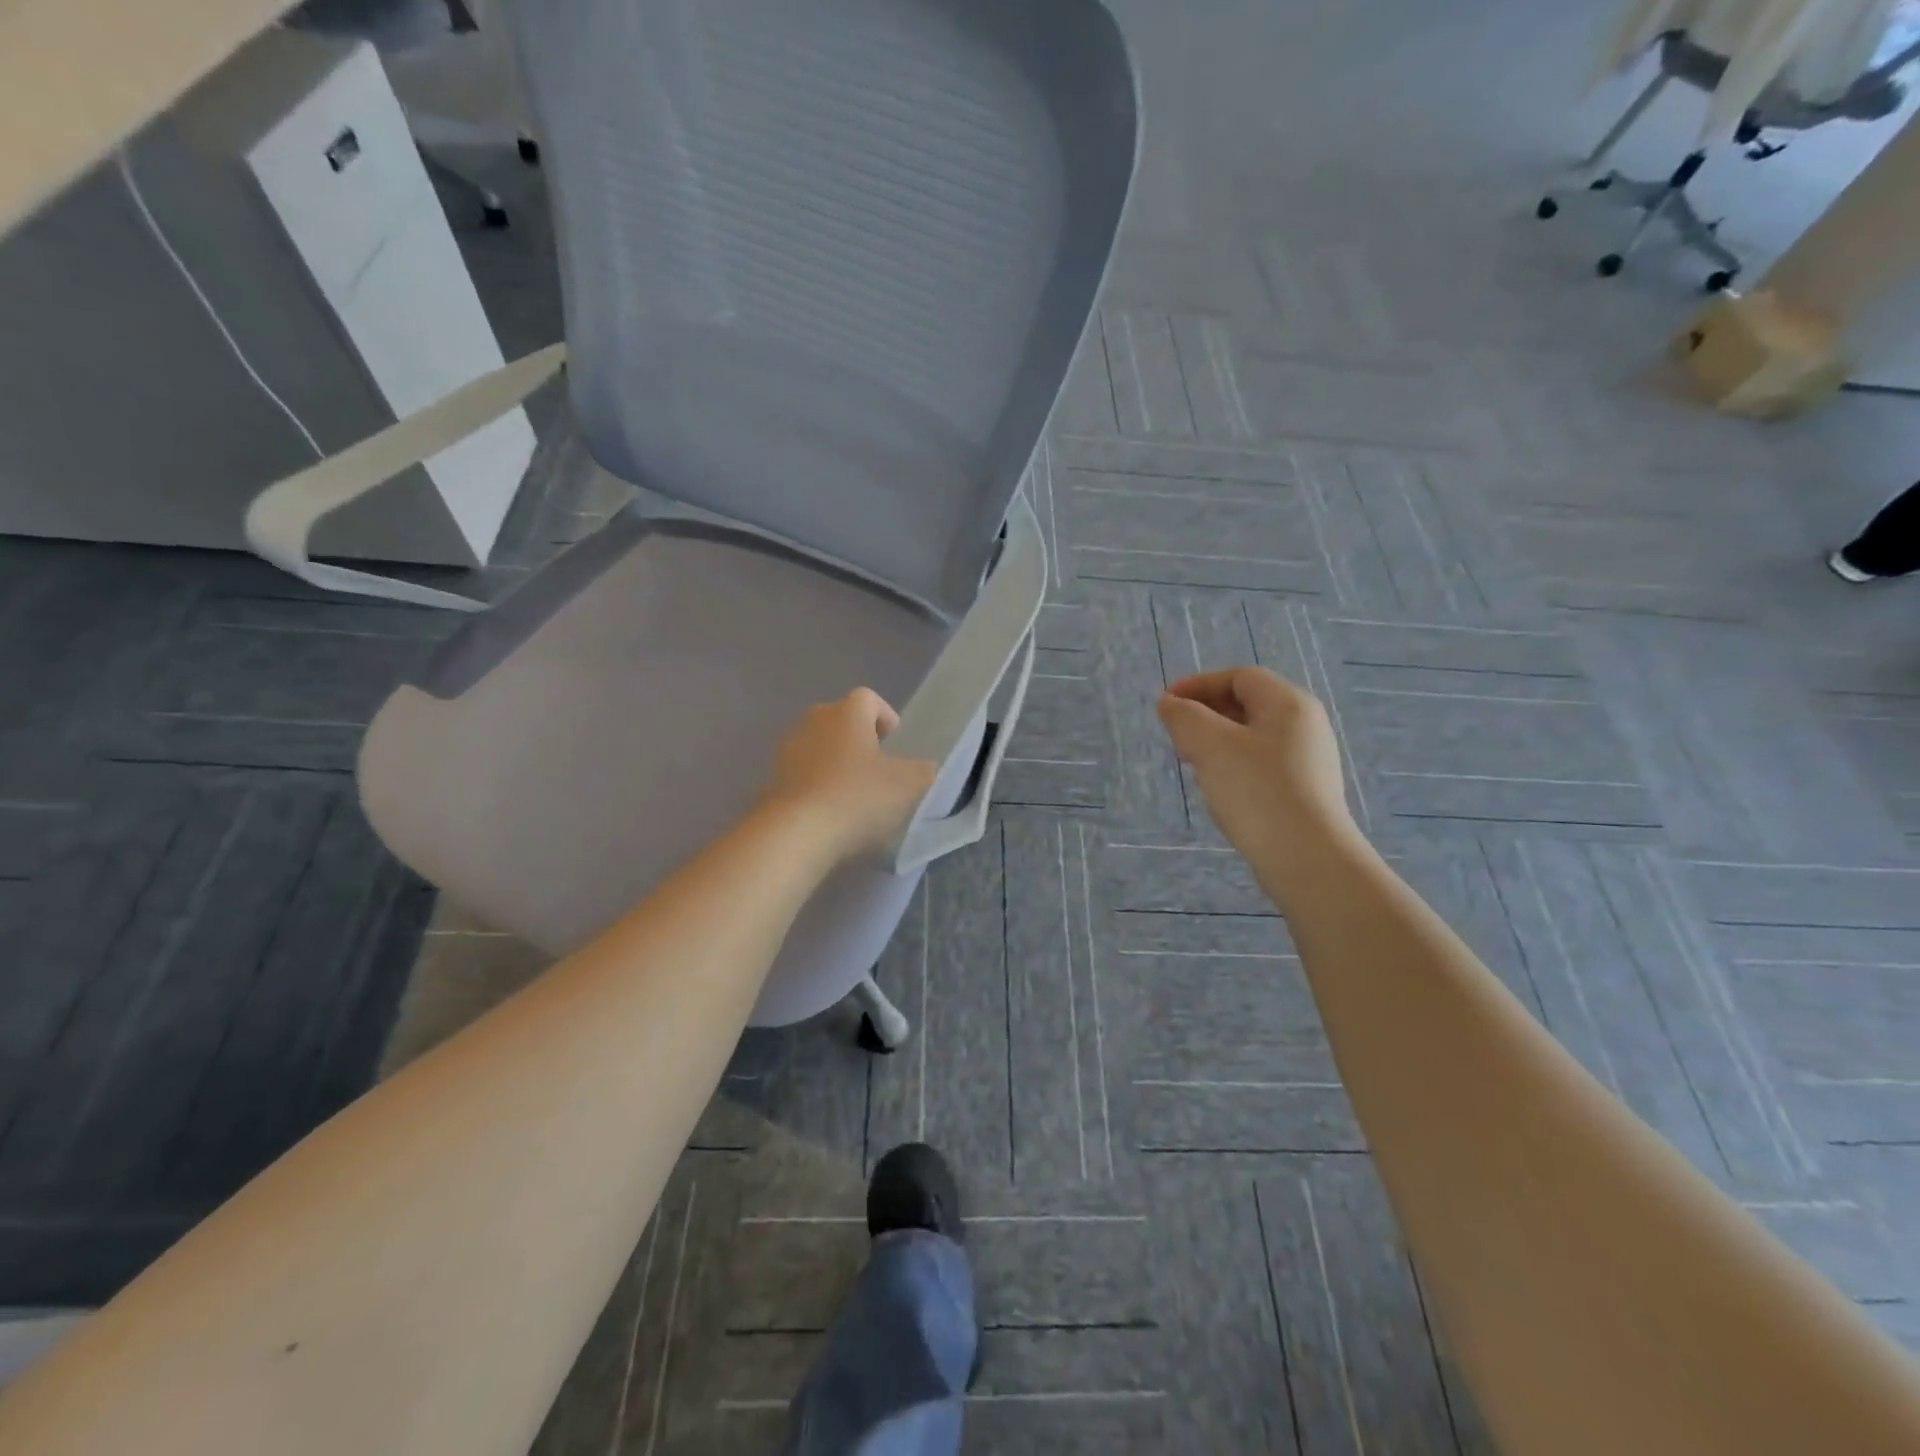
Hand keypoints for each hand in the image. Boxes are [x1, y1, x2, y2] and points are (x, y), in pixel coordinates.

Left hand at [759, 688, 937, 861]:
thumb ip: (922, 771)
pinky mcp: (772, 781)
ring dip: (834, 763)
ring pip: (818, 747)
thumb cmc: (857, 797)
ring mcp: (787, 751)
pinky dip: (815, 786)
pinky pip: (801, 776)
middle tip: (875, 767)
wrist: (795, 834)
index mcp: (847, 714)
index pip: (868, 698)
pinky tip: (828, 814)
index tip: (894, 742)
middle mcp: (813, 722)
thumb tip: (924, 768)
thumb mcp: (907, 785)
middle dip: (857, 738)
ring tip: (851, 794)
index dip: (884, 716)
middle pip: (839, 720)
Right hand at [1156, 667, 1354, 856]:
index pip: (1239, 677)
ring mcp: (1308, 760)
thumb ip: (1184, 717)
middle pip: (1248, 704)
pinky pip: (1262, 764)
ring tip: (1192, 763)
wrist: (1306, 858)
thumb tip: (1170, 704)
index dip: (1198, 684)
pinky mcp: (1304, 791)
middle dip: (1206, 714)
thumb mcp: (1210, 746)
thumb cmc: (1256, 791)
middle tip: (1176, 735)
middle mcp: (1305, 725)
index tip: (1166, 705)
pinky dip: (1233, 765)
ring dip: (1216, 741)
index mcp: (1289, 703)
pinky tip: (1219, 789)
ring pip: (1252, 736)